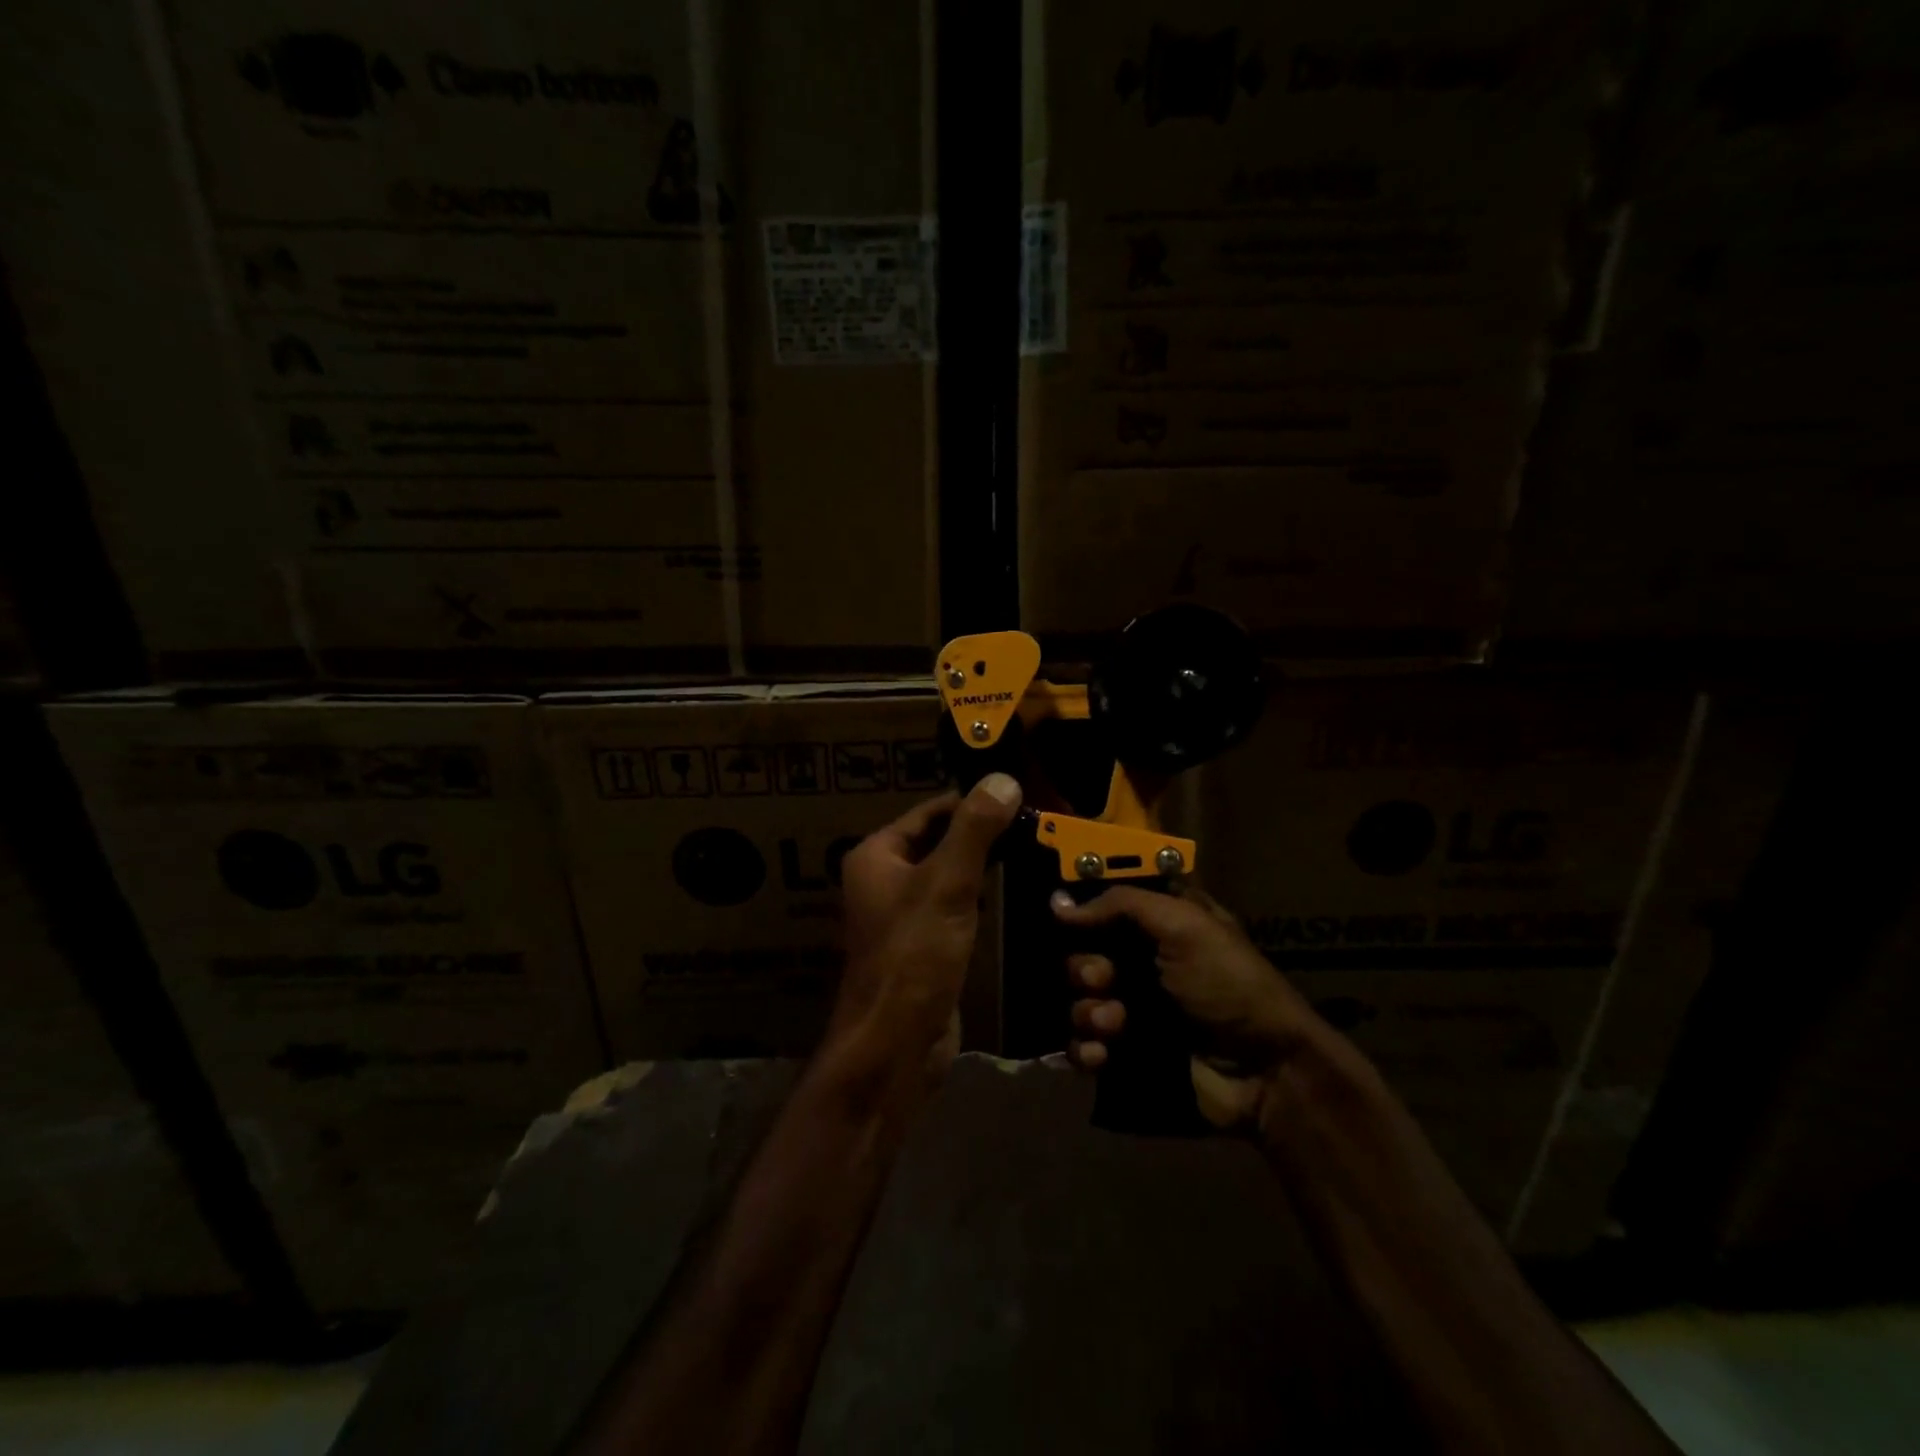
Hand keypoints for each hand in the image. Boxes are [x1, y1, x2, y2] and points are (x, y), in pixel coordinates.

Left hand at [832, 774, 1022, 1077]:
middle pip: (940, 841)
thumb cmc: (914, 955)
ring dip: (984, 865)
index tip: (1020, 794)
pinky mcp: (922, 945)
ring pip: (949, 875)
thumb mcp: (947, 884)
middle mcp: (883, 879)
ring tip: (1033, 851)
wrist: (895, 1045)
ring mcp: (902, 914)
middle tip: (1035, 824)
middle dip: (983, 833)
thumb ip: (974, 830)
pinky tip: (1013, 895)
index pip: (931, 811)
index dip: (973, 801)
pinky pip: (954, 907)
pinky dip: (979, 897)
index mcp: (877, 855)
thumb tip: (1003, 779)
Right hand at [1051, 886, 1318, 1128]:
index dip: (1082, 909)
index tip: (1060, 915)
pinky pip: (1082, 1047)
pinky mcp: (1127, 1055)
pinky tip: (1103, 1056)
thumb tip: (1059, 906)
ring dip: (1088, 1011)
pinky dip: (1085, 1050)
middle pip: (1083, 954)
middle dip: (1085, 968)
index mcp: (1159, 926)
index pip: (1106, 906)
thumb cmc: (1228, 984)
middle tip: (1105, 980)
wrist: (1265, 1073)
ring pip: (1078, 1001)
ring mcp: (1133, 1010)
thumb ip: (1122, 905)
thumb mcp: (1185, 926)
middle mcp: (1141, 963)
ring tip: (1115, 1024)